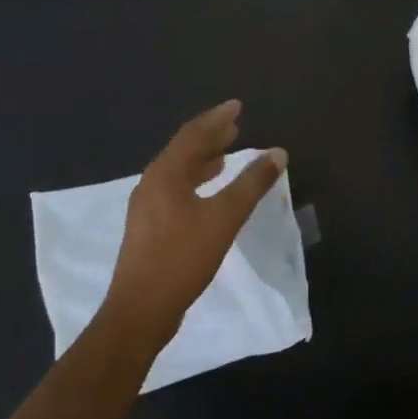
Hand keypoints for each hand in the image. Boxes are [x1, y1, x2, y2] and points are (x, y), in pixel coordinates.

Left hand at [105, 100, 286, 349]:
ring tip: (226, 152)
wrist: (140, 311)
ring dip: (203, 158)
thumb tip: (277, 152)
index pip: (193, 135)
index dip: (217, 118)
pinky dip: (196, 179)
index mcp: (165, 174)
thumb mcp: (224, 218)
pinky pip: (176, 188)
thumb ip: (252, 183)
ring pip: (178, 170)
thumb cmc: (182, 258)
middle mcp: (152, 183)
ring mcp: (147, 207)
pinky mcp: (149, 227)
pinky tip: (209, 189)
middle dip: (210, 136)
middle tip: (235, 125)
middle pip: (183, 150)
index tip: (237, 106)